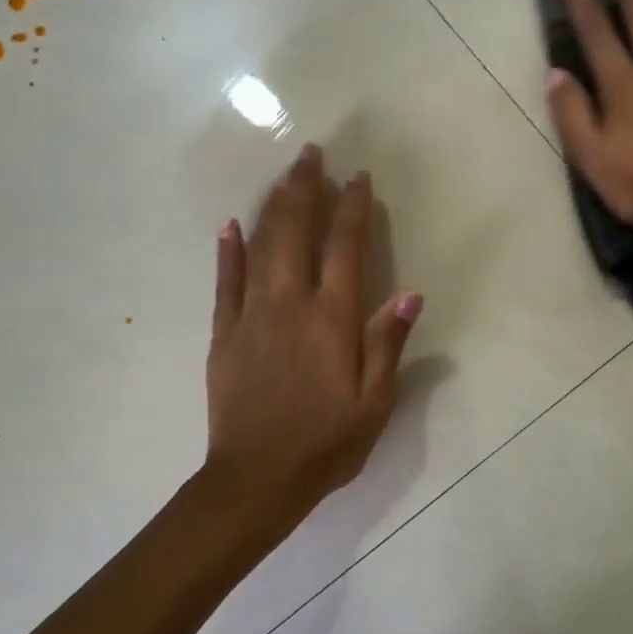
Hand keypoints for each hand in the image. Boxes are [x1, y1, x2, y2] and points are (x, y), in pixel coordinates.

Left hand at [205, 145, 422, 518]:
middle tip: (311, 153)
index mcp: (331, 321)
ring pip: (261, 247)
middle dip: (306, 190)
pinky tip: (230, 225)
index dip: (353, 209)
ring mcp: (251, 317)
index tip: (358, 178)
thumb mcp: (374, 403)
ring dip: (273, 207)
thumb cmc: (326, 444)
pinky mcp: (224, 334)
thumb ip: (387, 343)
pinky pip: (225, 282)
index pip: (345, 249)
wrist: (256, 480)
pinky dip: (228, 251)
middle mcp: (290, 305)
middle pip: (297, 234)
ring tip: (284, 175)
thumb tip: (409, 293)